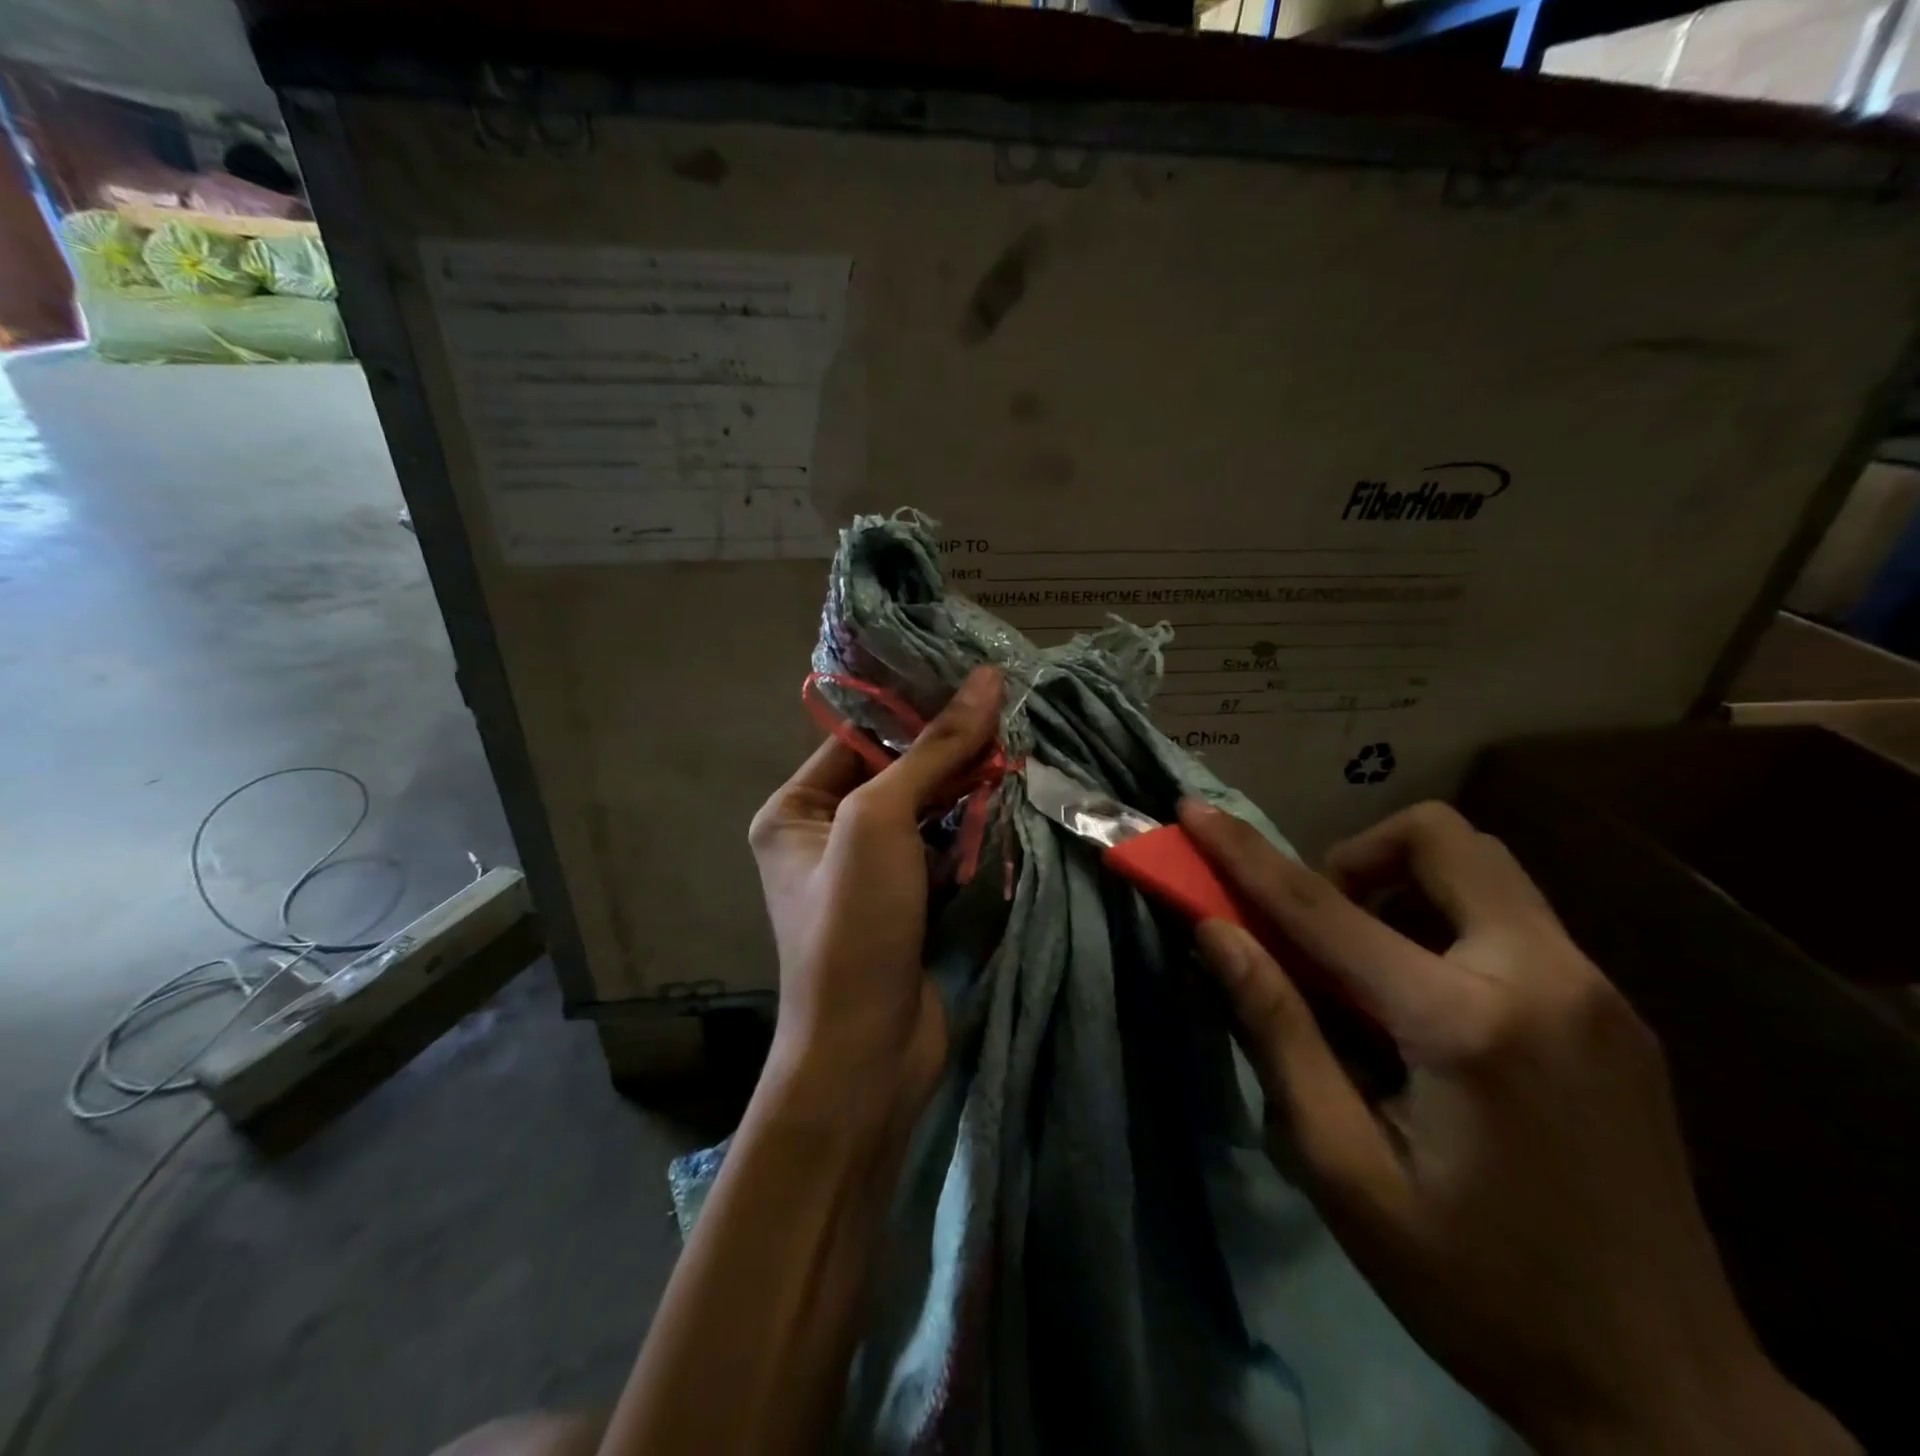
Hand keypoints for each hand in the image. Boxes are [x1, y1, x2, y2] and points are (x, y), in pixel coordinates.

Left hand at [747, 665, 1003, 1140]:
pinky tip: (1012, 801)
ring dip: (968, 786)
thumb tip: (984, 679)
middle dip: (949, 748)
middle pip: (895, 771)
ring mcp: (870, 871)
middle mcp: (825, 834)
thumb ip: (933, 750)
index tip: (973, 678)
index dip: (913, 707)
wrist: (867, 1053)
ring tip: (1019, 748)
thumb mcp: (881, 822)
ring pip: (926, 809)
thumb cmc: (853, 926)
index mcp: (793, 810)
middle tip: (1008, 712)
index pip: (858, 737)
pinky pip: (943, 847)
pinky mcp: (910, 902)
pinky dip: (974, 828)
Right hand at [1179, 800, 1856, 1455]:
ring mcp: (1599, 991)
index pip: (1324, 907)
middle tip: (1323, 928)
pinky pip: (1516, 920)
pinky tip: (1433, 1013)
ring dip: (1407, 887)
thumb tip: (1216, 933)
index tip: (1196, 812)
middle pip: (1442, 838)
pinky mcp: (1620, 1014)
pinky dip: (1450, 925)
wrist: (1671, 1397)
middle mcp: (1547, 978)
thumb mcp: (1345, 1171)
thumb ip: (1278, 1032)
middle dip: (1360, 855)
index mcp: (1466, 1024)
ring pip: (1484, 870)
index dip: (1244, 853)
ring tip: (1373, 973)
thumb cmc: (1479, 1289)